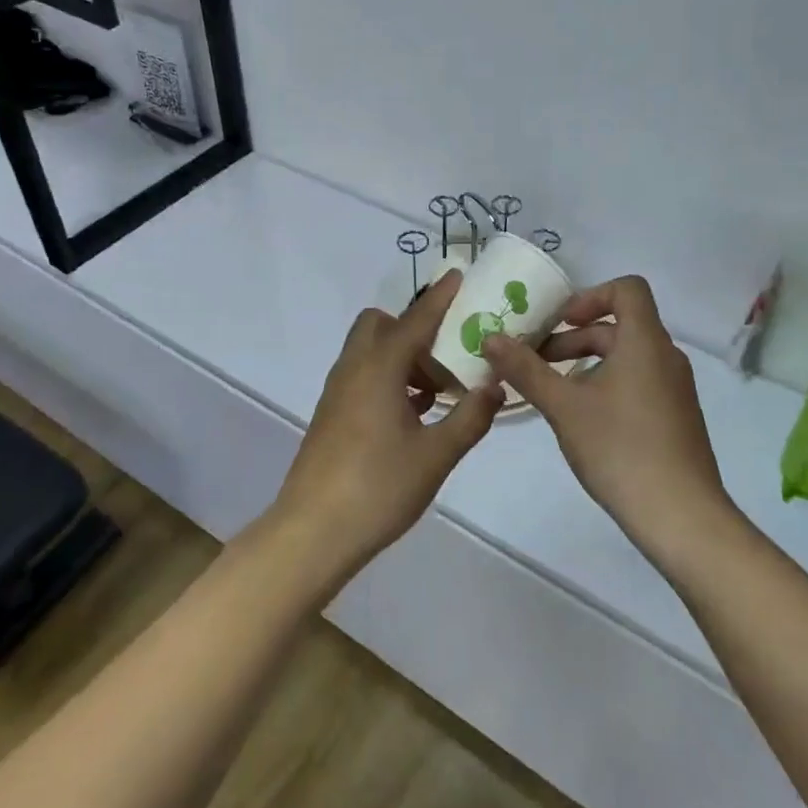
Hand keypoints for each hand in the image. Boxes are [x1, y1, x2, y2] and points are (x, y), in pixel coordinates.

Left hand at [267, 270, 504, 588]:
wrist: (312, 532)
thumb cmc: (378, 488)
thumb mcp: (436, 455)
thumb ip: (469, 418)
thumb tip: (495, 389)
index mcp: (379, 368)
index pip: (415, 320)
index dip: (439, 298)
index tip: (459, 276)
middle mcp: (354, 369)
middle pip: (380, 326)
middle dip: (413, 329)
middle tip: (446, 356)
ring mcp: (337, 392)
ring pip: (369, 352)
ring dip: (401, 357)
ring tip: (437, 391)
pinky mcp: (331, 415)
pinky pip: (362, 376)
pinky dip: (388, 378)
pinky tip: (413, 414)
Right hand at [483, 276, 734, 567]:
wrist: (681, 516)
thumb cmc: (620, 448)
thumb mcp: (563, 406)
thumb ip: (525, 369)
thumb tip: (490, 337)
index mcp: (645, 341)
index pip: (628, 289)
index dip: (589, 296)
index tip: (557, 324)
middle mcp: (666, 357)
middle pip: (619, 326)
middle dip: (574, 338)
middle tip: (535, 361)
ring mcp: (675, 389)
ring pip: (627, 357)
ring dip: (586, 364)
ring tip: (552, 393)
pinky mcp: (676, 418)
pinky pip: (638, 382)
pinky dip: (607, 385)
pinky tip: (582, 420)